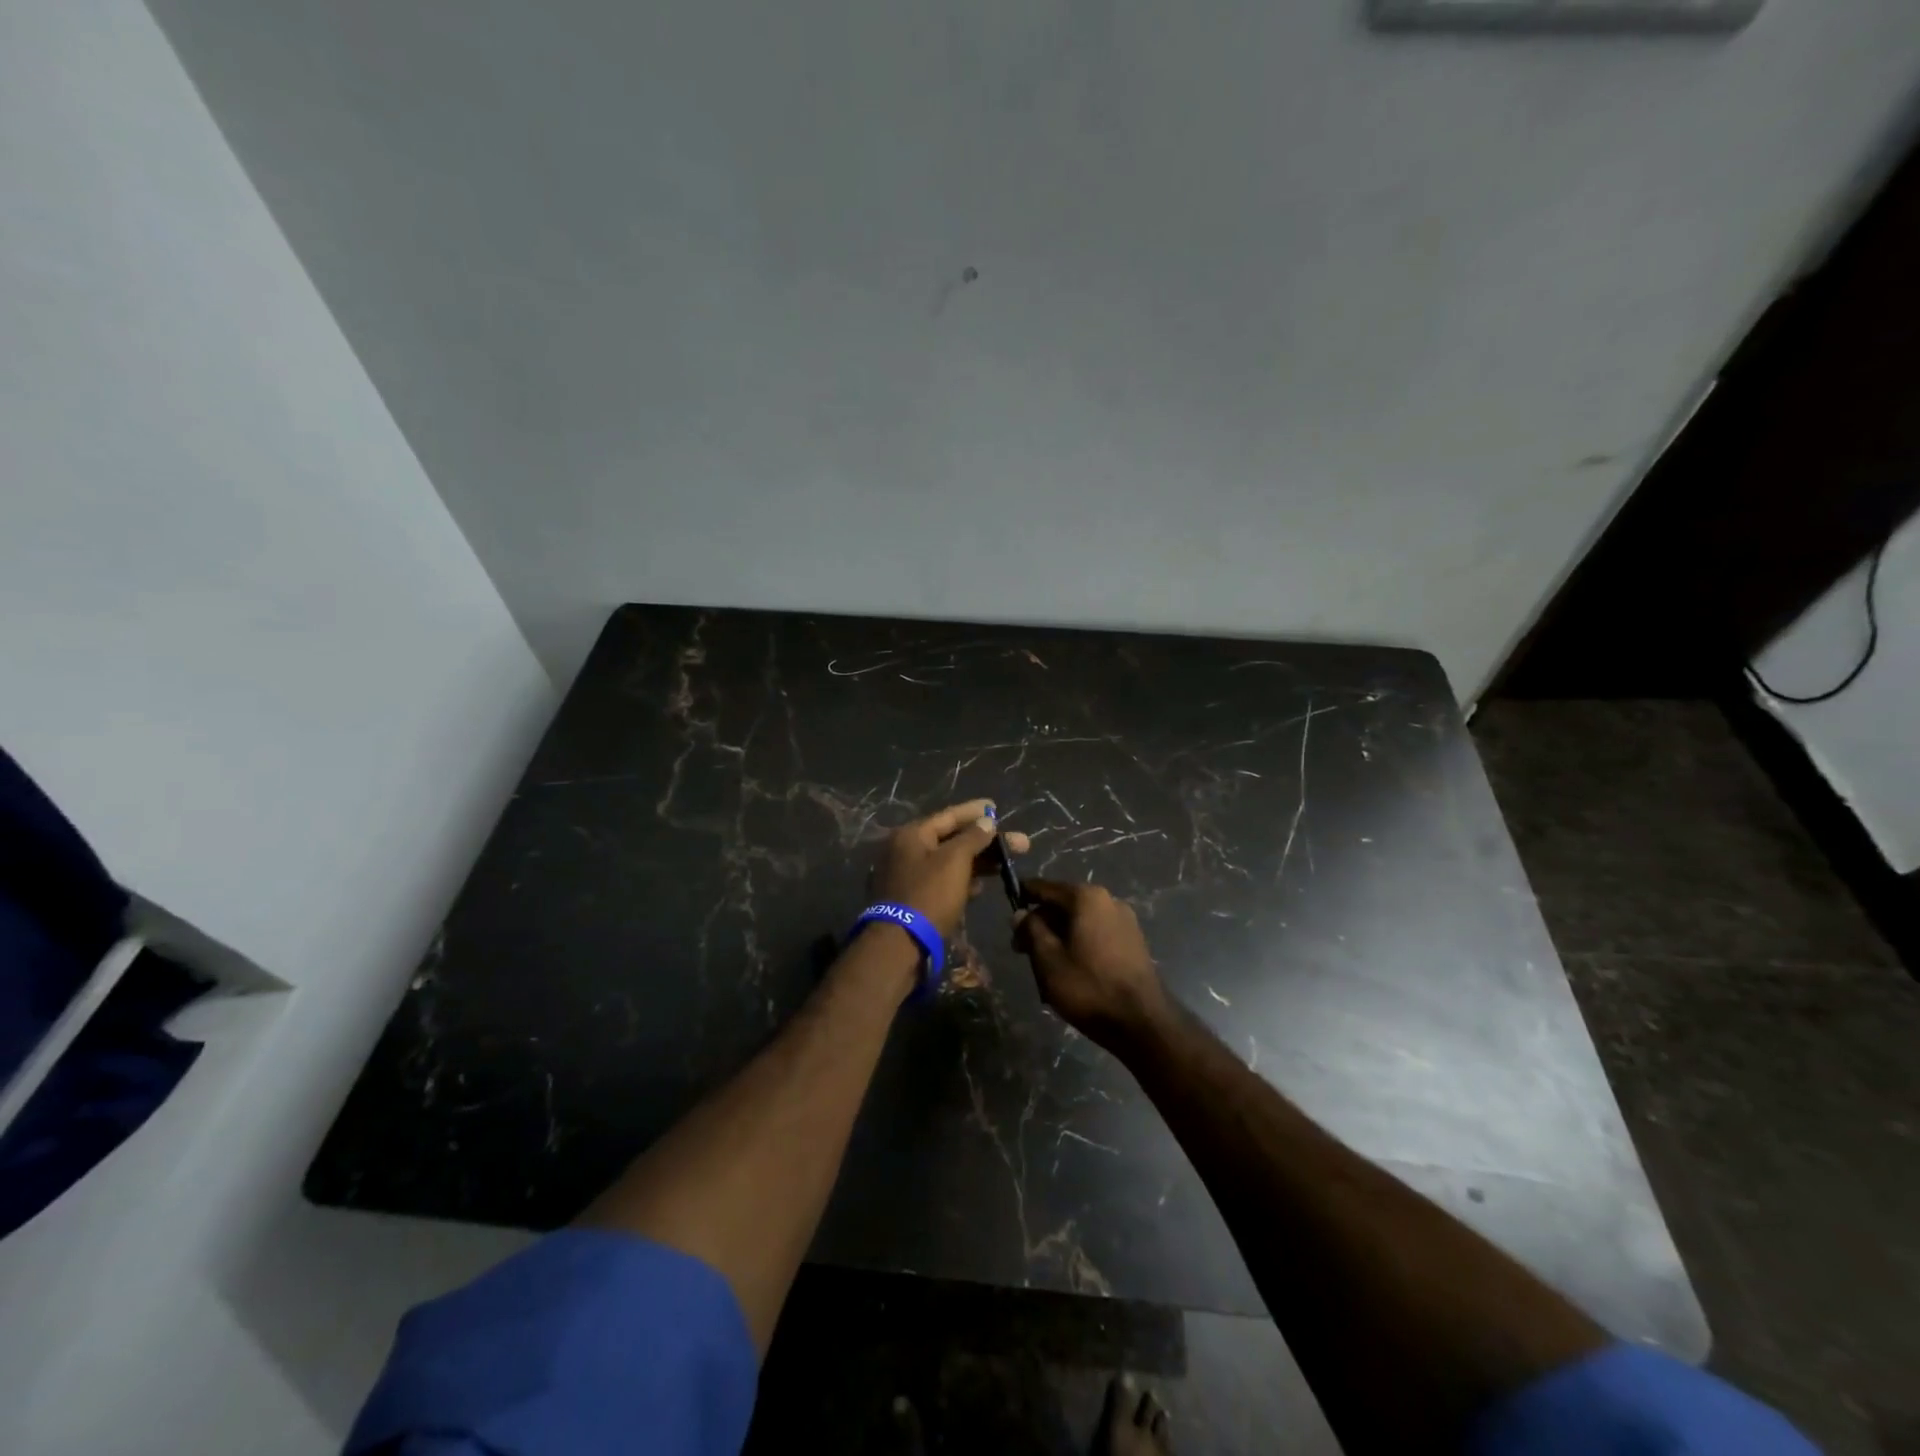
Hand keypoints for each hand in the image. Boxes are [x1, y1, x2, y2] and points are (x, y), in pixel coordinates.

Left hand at [870, 798, 1029, 942]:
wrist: (899, 945)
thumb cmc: (929, 895)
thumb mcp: (954, 861)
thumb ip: (972, 837)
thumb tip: (987, 820)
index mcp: (911, 835)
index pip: (949, 815)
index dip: (975, 811)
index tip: (996, 806)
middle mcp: (905, 850)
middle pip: (951, 839)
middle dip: (985, 841)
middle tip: (1018, 843)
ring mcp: (906, 875)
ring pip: (948, 861)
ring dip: (976, 862)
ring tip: (1005, 864)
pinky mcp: (912, 899)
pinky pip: (941, 881)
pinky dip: (961, 880)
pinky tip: (981, 886)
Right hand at [1012, 879, 1165, 1048]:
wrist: (1143, 1023)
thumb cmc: (1089, 987)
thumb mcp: (1048, 959)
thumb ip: (1031, 930)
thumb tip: (1020, 913)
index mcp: (1086, 897)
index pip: (1044, 888)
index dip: (1022, 898)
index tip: (1007, 914)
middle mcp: (1108, 900)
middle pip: (1063, 905)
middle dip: (1041, 924)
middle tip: (1021, 951)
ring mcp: (1124, 921)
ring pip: (1079, 922)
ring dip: (1059, 938)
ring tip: (1044, 967)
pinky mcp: (1133, 942)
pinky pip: (1096, 935)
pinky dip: (1079, 946)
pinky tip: (1070, 971)